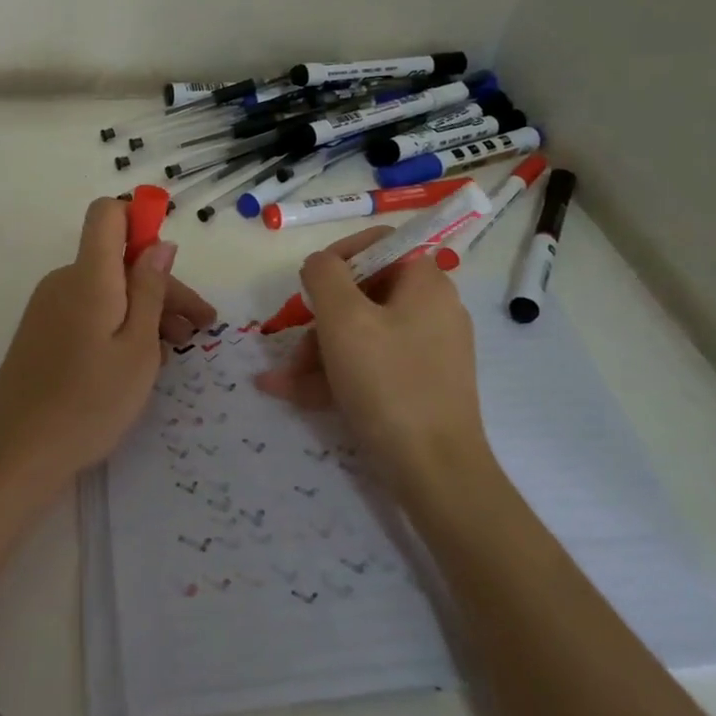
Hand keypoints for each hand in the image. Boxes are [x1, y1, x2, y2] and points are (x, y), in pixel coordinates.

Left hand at [0, 197, 216, 481]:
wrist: (16, 452)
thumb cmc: (89, 402)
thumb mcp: (138, 348)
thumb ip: (150, 290)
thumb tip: (160, 245)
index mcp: (89, 276)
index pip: (108, 214)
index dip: (141, 219)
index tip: (171, 260)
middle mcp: (65, 280)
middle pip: (117, 260)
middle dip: (162, 285)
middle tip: (200, 327)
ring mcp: (49, 306)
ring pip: (107, 289)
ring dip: (144, 309)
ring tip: (177, 349)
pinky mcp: (43, 331)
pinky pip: (89, 309)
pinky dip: (119, 323)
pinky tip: (141, 359)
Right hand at [255, 227, 492, 489]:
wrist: (435, 472)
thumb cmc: (388, 382)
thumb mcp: (344, 318)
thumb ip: (324, 275)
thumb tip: (319, 264)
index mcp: (425, 282)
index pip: (379, 244)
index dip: (338, 256)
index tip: (308, 284)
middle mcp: (431, 310)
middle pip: (363, 293)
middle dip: (318, 319)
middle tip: (291, 344)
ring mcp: (426, 351)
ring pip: (360, 334)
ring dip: (316, 352)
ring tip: (281, 380)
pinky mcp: (418, 386)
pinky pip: (369, 366)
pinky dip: (333, 375)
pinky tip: (289, 391)